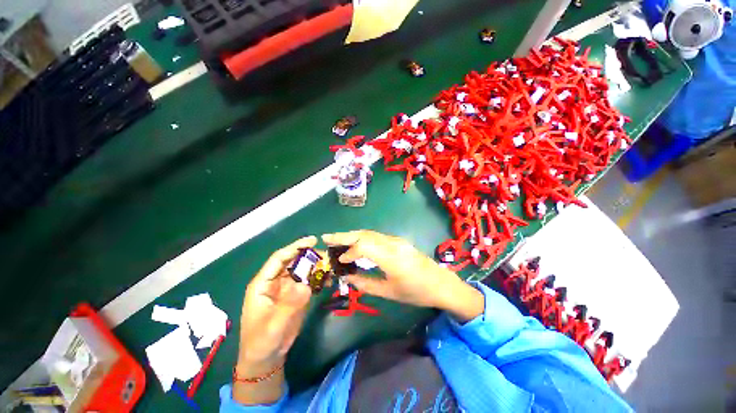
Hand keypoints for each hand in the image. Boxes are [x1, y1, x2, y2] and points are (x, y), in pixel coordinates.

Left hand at [237, 236, 315, 389]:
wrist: (267, 359)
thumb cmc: (261, 342)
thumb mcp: (273, 326)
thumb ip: (288, 305)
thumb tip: (306, 285)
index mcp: (263, 283)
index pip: (279, 259)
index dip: (295, 247)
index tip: (313, 241)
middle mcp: (276, 281)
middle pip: (294, 261)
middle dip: (310, 256)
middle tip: (328, 256)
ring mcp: (288, 288)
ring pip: (303, 270)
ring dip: (317, 266)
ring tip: (332, 266)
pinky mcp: (297, 295)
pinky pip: (309, 282)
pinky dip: (319, 278)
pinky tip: (329, 279)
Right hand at [322, 230, 483, 321]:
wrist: (440, 283)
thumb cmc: (416, 292)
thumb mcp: (389, 292)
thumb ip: (365, 283)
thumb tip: (347, 276)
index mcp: (391, 258)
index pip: (363, 246)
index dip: (348, 252)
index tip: (339, 261)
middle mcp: (392, 243)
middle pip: (364, 234)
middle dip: (344, 235)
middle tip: (326, 237)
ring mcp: (396, 240)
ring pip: (369, 233)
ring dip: (352, 235)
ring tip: (337, 240)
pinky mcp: (398, 241)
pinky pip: (376, 236)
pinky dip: (362, 238)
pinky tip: (355, 243)